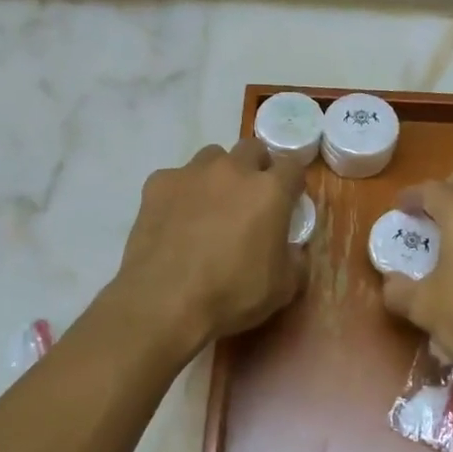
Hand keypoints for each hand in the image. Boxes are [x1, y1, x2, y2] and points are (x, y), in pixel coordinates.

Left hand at [114, 138, 307, 352]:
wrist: (165, 302)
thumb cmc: (231, 295)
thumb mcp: (283, 287)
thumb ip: (295, 258)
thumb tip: (292, 247)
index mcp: (269, 191)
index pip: (292, 166)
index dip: (292, 183)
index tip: (288, 201)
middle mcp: (232, 170)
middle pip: (252, 149)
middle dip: (256, 168)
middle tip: (250, 200)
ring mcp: (192, 173)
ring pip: (212, 157)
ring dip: (219, 175)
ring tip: (211, 206)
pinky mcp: (158, 184)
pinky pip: (176, 178)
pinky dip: (182, 193)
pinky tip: (175, 221)